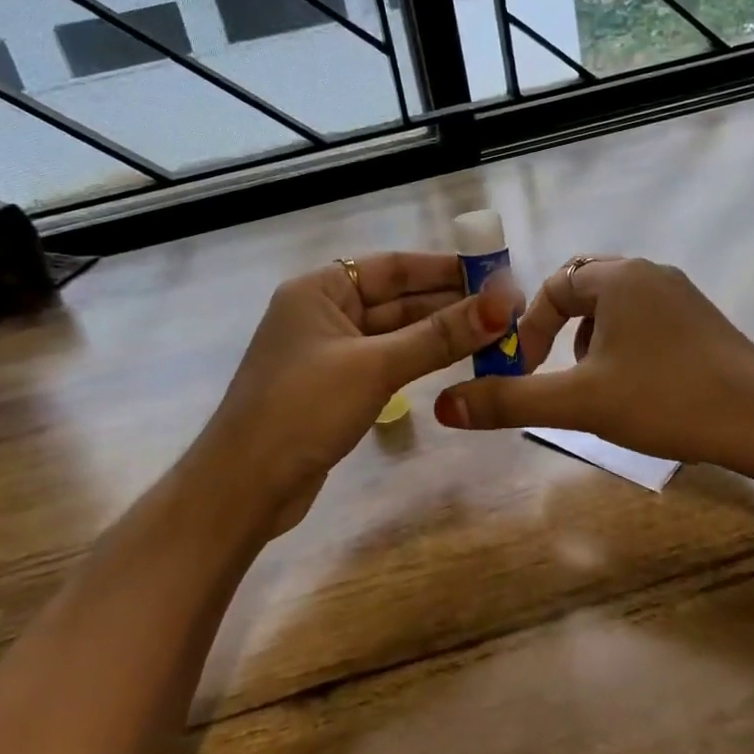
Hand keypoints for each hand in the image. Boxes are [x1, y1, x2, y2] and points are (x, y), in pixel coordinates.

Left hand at [186, 253, 515, 538]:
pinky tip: (457, 361)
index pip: (394, 266)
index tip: (495, 275)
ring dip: (440, 333)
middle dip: (450, 303)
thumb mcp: (375, 367)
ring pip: (395, 333)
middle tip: (508, 309)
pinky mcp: (336, 387)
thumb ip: (439, 336)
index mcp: (320, 289)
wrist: (245, 487)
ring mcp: (329, 352)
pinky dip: (420, 360)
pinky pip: (387, 361)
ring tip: (495, 333)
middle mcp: (324, 312)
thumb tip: (503, 303)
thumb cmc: (303, 410)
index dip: (446, 269)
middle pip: (397, 298)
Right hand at [432, 257, 753, 488]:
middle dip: (558, 330)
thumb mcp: (580, 403)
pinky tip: (634, 386)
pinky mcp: (700, 319)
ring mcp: (679, 293)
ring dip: (590, 339)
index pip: (551, 287)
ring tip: (593, 383)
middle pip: (581, 288)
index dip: (528, 330)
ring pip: (613, 305)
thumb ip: (510, 400)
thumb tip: (443, 406)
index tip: (526, 372)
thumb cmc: (667, 401)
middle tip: (554, 371)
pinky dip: (622, 344)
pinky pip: (643, 318)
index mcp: (617, 277)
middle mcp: (648, 272)